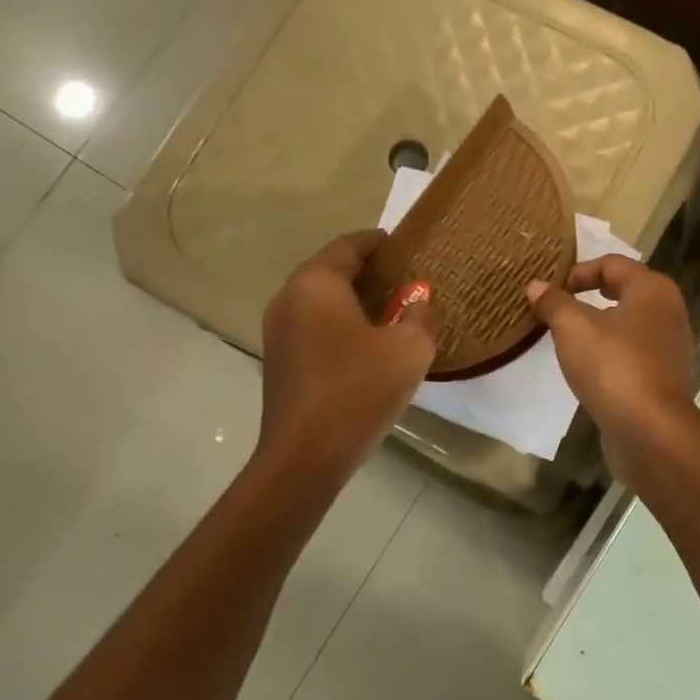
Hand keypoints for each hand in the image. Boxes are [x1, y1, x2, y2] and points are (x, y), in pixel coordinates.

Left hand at [259, 231, 439, 478]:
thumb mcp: (410, 348)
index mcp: (317, 283)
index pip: (349, 245)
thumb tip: (418, 301)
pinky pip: (314, 326)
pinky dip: (341, 324)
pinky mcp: (280, 361)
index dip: (378, 242)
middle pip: (331, 270)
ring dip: (354, 300)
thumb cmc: (359, 390)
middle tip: (405, 280)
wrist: (305, 456)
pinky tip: (368, 345)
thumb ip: (421, 314)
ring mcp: (278, 332)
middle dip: (368, 271)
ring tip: (392, 312)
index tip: (404, 245)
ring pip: (321, 301)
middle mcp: (289, 298)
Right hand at [526, 257, 694, 481]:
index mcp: (653, 289)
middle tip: (557, 307)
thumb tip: (536, 286)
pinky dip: (610, 353)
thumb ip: (554, 303)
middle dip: (589, 296)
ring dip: (600, 326)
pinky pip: (632, 353)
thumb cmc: (613, 366)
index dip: (578, 271)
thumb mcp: (573, 328)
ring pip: (629, 324)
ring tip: (568, 338)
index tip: (550, 289)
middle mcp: (669, 311)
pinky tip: (589, 368)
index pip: (612, 264)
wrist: (651, 430)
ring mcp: (670, 347)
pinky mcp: (664, 378)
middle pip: (624, 291)